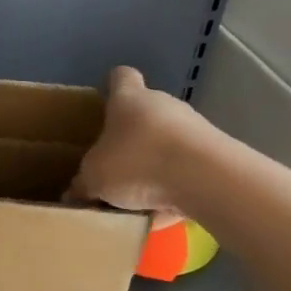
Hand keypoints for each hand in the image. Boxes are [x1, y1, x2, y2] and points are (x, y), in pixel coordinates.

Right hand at [67, 66, 207, 226]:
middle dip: (132, 138)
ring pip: (168, 143)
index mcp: (129, 99)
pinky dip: (175, 187)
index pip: (121, 77)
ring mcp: (195, 127)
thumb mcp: (95, 178)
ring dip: (155, 164)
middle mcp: (163, 104)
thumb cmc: (138, 162)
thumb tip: (74, 193)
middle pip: (146, 113)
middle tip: (115, 167)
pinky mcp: (217, 153)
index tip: (105, 103)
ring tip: (139, 198)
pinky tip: (163, 213)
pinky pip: (187, 169)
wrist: (205, 178)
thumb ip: (83, 184)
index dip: (112, 87)